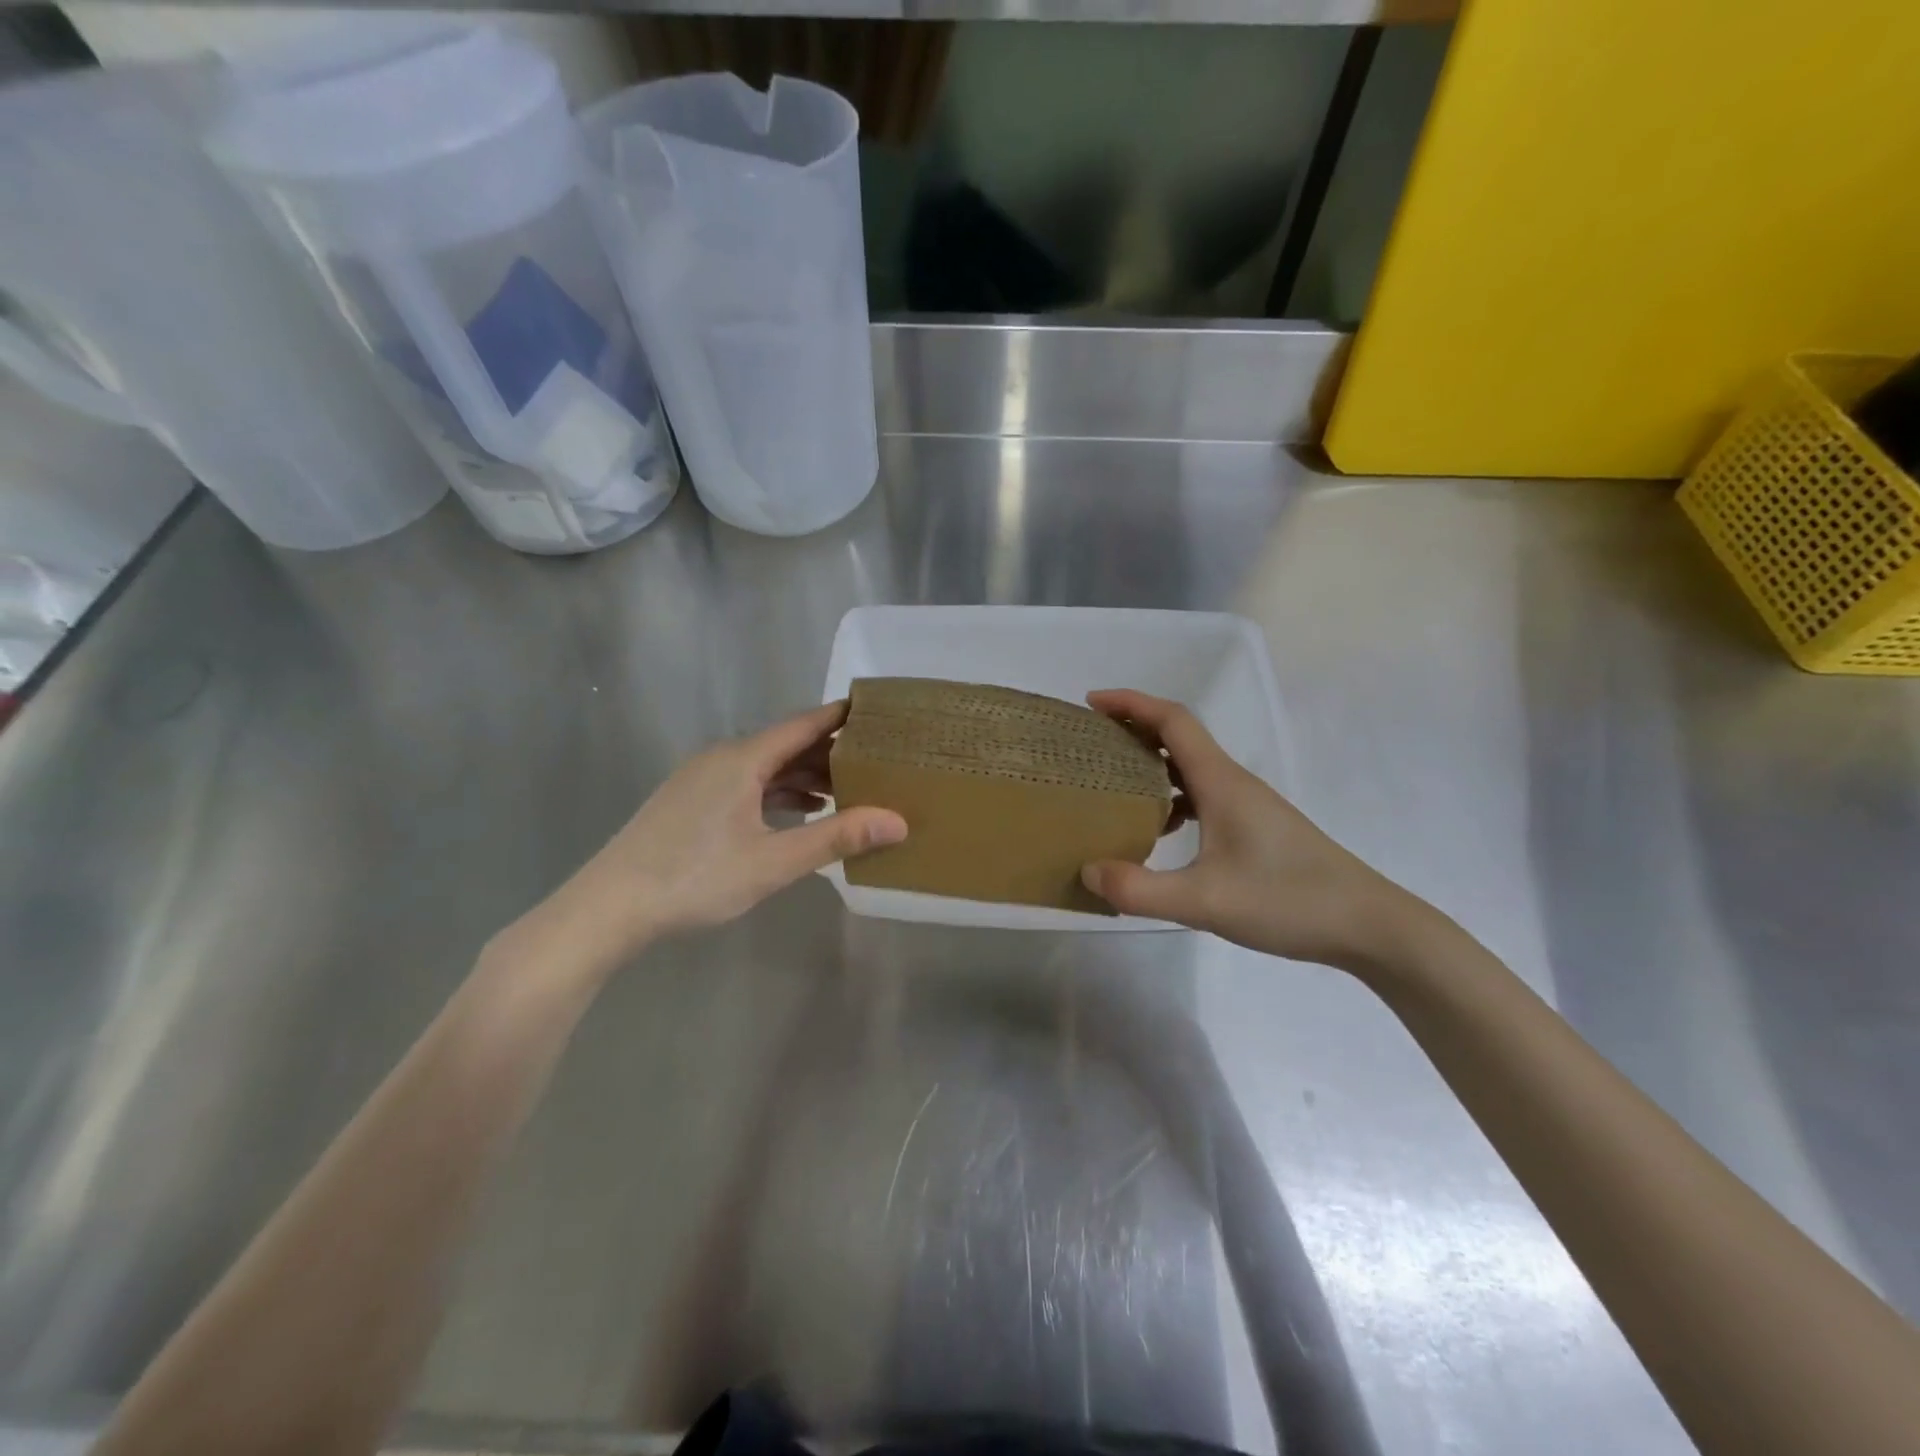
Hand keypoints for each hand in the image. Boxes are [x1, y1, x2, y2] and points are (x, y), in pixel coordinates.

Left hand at [512, 702, 906, 980]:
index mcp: (742, 759)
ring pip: (766, 766)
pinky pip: (747, 784)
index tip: (880, 713)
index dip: (842, 717)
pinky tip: (799, 813)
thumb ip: (835, 837)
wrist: (609, 907)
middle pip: (787, 744)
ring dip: (805, 775)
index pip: (804, 724)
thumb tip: (897, 821)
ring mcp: (703, 779)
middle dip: (830, 752)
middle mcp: (723, 758)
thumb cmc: (694, 878)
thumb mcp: (773, 862)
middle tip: (877, 761)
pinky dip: (778, 792)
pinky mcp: (692, 802)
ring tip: (848, 790)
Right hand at [1080, 689, 1417, 969]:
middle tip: (1091, 744)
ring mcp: (1247, 805)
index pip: (1173, 720)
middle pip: (1178, 737)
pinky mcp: (1255, 827)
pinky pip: (1202, 796)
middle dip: (1132, 731)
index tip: (1091, 703)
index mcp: (1221, 782)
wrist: (1368, 925)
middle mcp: (1233, 783)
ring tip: (1112, 786)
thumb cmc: (1288, 901)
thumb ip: (1140, 890)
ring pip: (1190, 768)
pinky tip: (1158, 833)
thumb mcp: (1205, 901)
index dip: (1130, 704)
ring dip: (1151, 766)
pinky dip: (1172, 799)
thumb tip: (1088, 872)